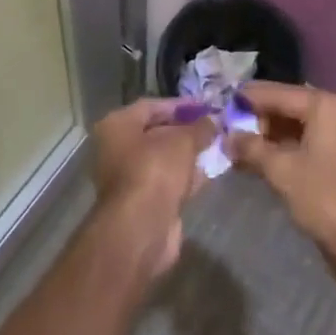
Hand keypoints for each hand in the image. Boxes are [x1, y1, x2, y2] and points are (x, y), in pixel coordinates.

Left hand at [91, 99, 214, 275]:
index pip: (152, 106)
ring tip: (218, 147)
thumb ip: (200, 127)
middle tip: (214, 127)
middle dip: (187, 131)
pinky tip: (210, 171)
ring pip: (164, 160)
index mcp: (117, 125)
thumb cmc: (155, 170)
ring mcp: (129, 179)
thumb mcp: (183, 140)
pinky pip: (168, 182)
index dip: (181, 105)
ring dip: (189, 155)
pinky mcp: (142, 204)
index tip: (206, 106)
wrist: (142, 230)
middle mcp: (117, 149)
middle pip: (157, 133)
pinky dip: (186, 177)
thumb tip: (213, 120)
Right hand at [227, 83, 335, 257]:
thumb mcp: (282, 170)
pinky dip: (282, 151)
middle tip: (227, 129)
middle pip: (287, 107)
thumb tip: (227, 137)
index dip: (249, 98)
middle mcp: (334, 112)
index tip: (223, 102)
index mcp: (324, 105)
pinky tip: (257, 162)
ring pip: (295, 128)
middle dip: (257, 119)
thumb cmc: (324, 196)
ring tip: (236, 147)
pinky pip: (304, 144)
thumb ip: (252, 148)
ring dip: (267, 138)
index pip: (278, 93)